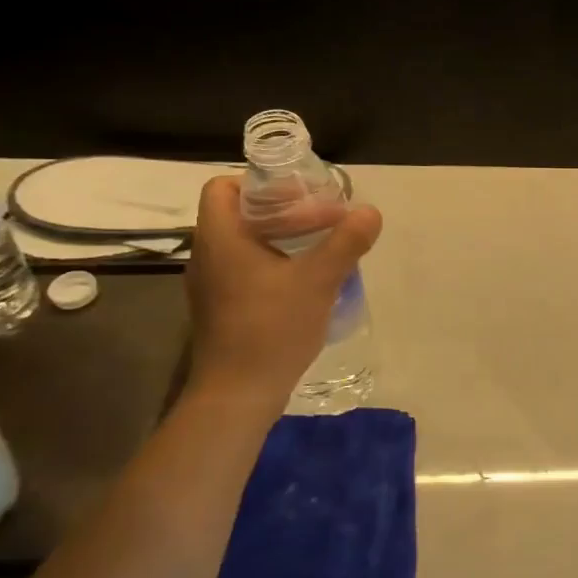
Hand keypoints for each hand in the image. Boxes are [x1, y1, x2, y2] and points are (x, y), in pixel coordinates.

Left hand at [183, 176, 382, 404]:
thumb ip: (346, 242)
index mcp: (220, 238)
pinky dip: (273, 265)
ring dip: (281, 240)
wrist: (238, 394)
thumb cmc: (271, 328)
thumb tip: (370, 212)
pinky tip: (305, 283)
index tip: (299, 195)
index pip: (223, 187)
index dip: (260, 183)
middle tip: (323, 221)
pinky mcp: (220, 309)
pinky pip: (245, 270)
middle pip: (239, 214)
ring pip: (244, 244)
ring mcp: (211, 285)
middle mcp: (207, 256)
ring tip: (321, 249)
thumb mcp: (318, 281)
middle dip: (282, 212)